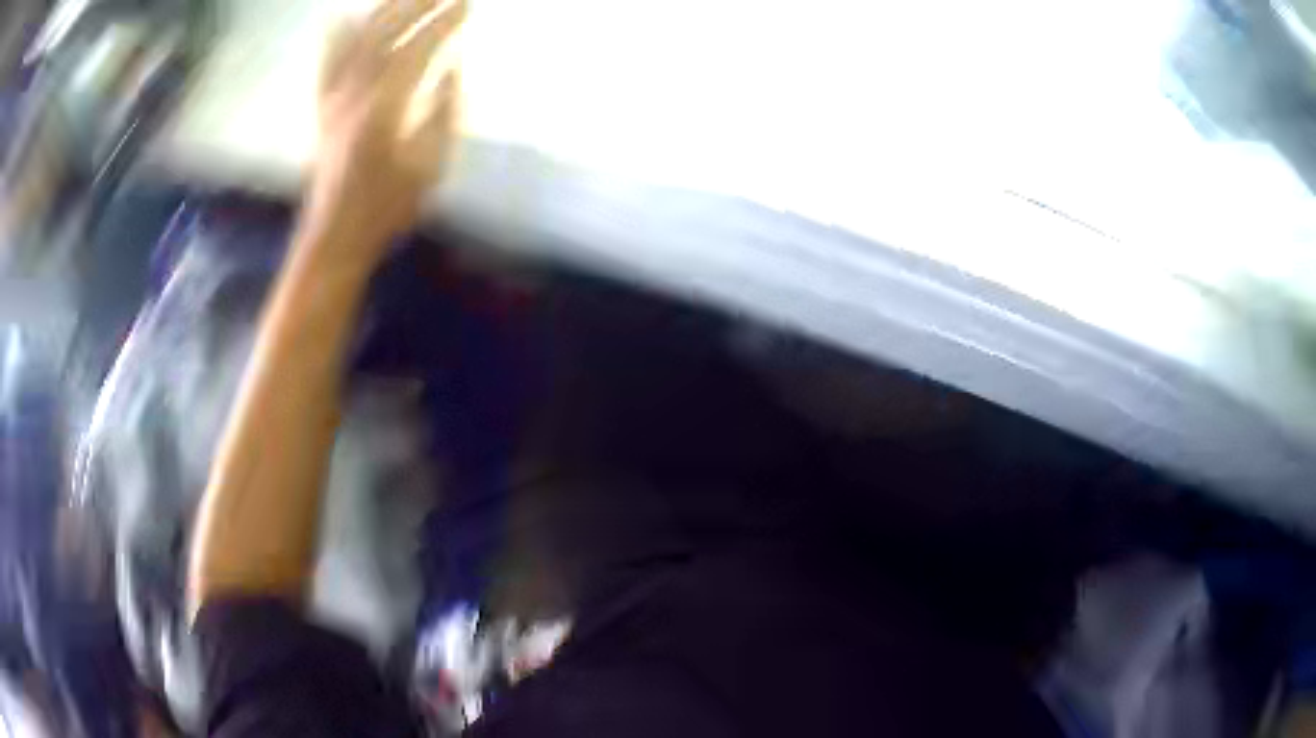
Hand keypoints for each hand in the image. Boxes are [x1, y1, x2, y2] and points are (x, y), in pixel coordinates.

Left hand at [309, 0, 465, 252]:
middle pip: (384, 33)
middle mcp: (353, 94)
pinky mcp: (322, 107)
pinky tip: (344, 16)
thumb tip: (451, 68)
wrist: (335, 235)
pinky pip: (327, 61)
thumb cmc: (387, 208)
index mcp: (384, 109)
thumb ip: (443, 111)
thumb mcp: (430, 166)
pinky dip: (337, 34)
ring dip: (383, 10)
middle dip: (416, 4)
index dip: (443, 22)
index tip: (466, 4)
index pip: (417, 49)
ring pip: (355, 40)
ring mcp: (333, 99)